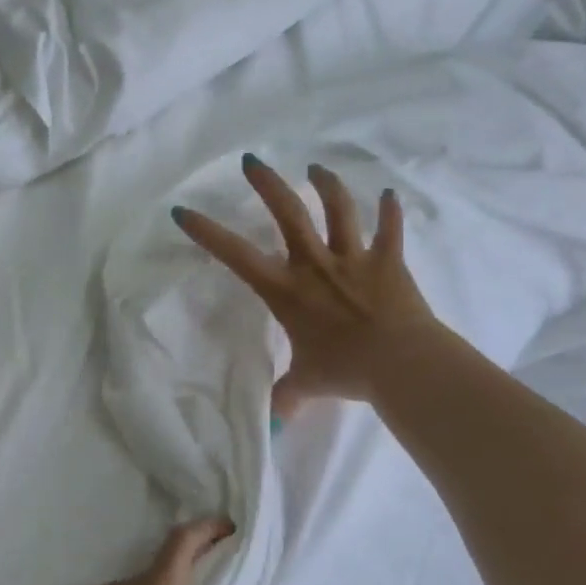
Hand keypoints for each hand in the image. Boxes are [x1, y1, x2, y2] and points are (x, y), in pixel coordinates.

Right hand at [172, 153, 439, 418]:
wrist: (401, 364)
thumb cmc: (345, 371)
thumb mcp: (307, 383)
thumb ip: (287, 395)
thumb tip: (274, 423)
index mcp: (286, 291)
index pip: (237, 256)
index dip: (207, 232)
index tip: (184, 210)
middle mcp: (315, 265)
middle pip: (287, 213)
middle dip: (266, 184)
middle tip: (251, 161)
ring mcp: (354, 259)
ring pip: (338, 210)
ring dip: (326, 185)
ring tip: (315, 168)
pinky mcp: (389, 262)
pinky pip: (390, 230)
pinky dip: (390, 212)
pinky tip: (389, 195)